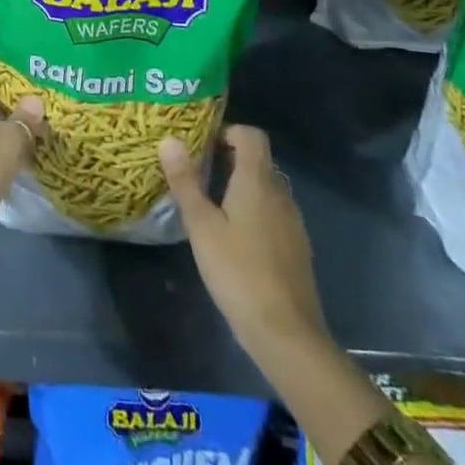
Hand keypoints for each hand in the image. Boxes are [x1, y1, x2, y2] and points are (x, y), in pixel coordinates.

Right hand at [160, 125, 330, 362]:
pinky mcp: (296, 247)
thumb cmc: (238, 272)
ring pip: (266, 187)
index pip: (252, 135)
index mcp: (257, 181)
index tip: (201, 145)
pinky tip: (232, 236)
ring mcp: (292, 222)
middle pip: (258, 160)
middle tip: (196, 171)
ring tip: (209, 202)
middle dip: (228, 158)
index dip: (227, 131)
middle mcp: (279, 194)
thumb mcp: (201, 225)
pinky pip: (272, 212)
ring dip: (240, 185)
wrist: (286, 333)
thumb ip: (185, 181)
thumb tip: (169, 139)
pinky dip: (253, 210)